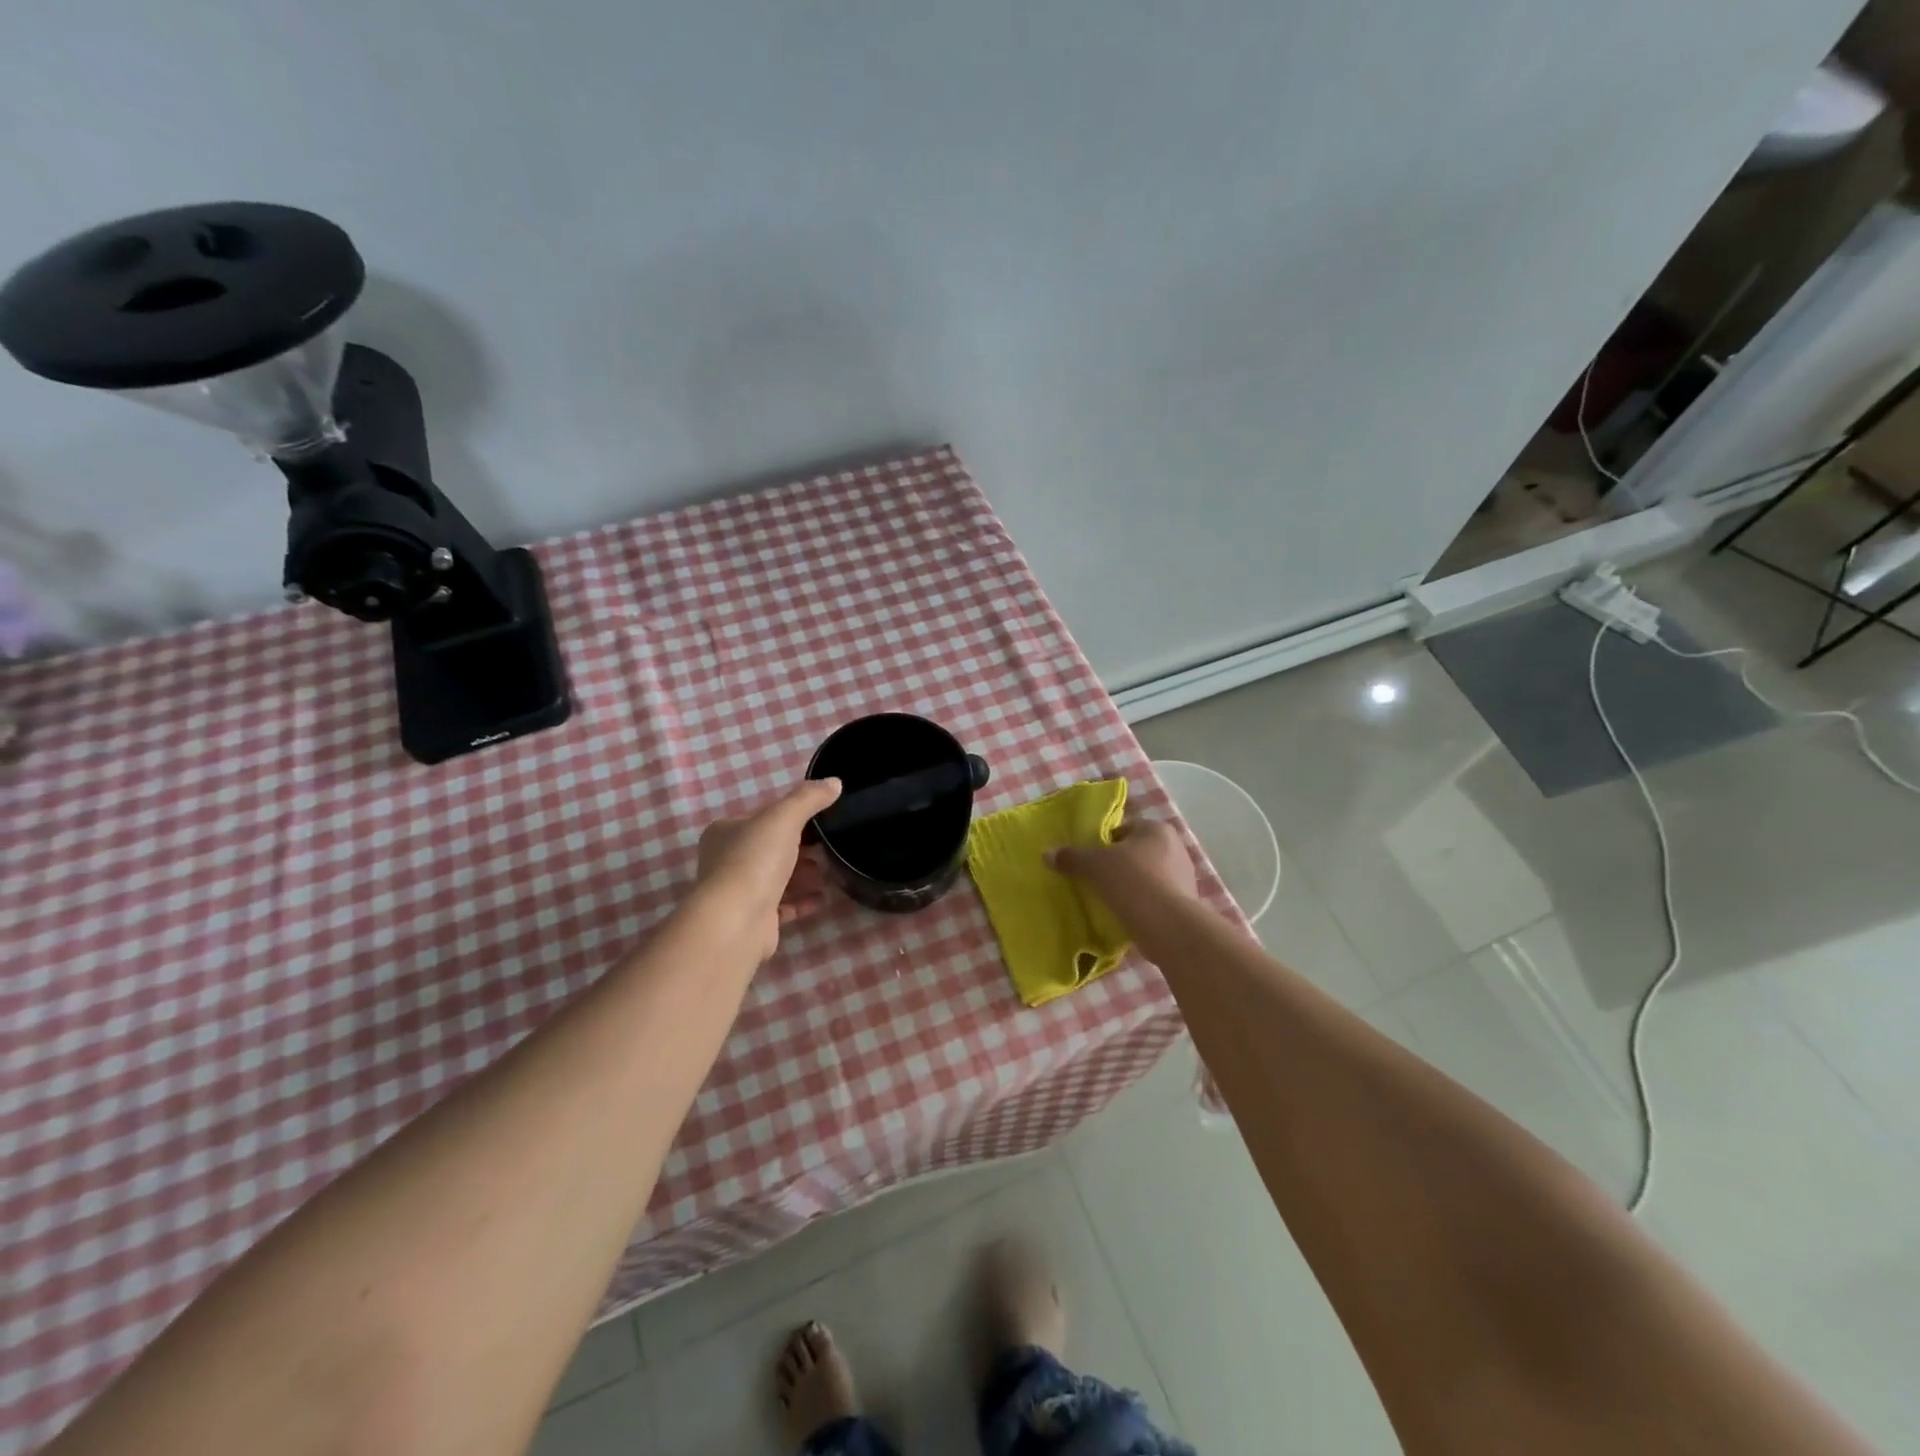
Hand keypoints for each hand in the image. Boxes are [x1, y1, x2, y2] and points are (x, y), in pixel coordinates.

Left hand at [696, 778, 842, 959]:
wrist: (737, 921)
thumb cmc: (754, 860)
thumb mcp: (784, 818)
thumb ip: (809, 798)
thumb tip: (835, 782)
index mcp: (725, 832)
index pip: (762, 819)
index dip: (790, 818)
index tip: (820, 821)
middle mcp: (726, 861)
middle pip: (771, 850)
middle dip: (801, 849)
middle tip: (830, 848)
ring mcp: (739, 893)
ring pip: (777, 879)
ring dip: (804, 875)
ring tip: (831, 872)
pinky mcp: (753, 920)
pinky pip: (783, 907)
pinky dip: (802, 901)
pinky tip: (823, 898)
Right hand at [1047, 818, 1199, 905]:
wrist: (1168, 927)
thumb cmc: (1132, 882)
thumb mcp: (1094, 865)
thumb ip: (1071, 857)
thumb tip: (1047, 854)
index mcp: (1157, 829)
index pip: (1123, 830)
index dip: (1102, 844)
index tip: (1089, 862)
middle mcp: (1175, 847)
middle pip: (1135, 853)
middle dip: (1117, 866)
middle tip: (1095, 881)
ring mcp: (1184, 877)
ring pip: (1146, 877)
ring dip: (1129, 887)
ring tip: (1108, 901)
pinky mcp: (1186, 904)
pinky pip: (1155, 899)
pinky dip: (1141, 905)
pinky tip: (1126, 916)